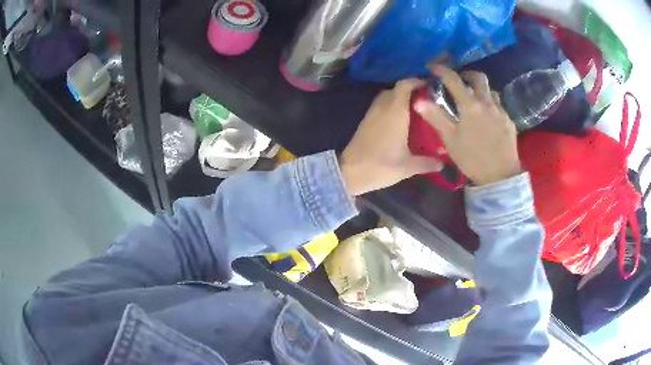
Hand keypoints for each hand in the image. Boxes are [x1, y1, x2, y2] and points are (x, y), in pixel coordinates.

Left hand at [340, 79, 442, 195]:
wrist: (350, 172)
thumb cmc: (381, 166)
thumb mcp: (408, 166)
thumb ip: (427, 163)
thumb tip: (442, 163)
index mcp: (395, 112)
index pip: (405, 85)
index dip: (417, 81)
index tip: (430, 86)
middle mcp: (383, 107)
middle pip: (397, 88)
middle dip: (411, 90)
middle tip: (426, 101)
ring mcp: (372, 112)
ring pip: (388, 96)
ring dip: (400, 97)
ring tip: (416, 110)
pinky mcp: (366, 120)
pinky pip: (381, 104)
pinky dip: (392, 105)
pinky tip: (401, 120)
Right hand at [413, 65, 520, 185]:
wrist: (501, 176)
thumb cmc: (472, 158)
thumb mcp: (450, 140)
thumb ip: (435, 117)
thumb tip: (419, 100)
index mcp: (470, 106)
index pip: (453, 79)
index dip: (441, 70)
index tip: (433, 68)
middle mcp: (487, 103)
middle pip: (478, 77)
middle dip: (467, 74)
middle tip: (459, 80)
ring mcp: (501, 111)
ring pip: (491, 90)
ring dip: (481, 89)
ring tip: (474, 99)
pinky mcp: (509, 121)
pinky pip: (499, 105)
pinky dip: (490, 104)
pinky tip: (487, 117)